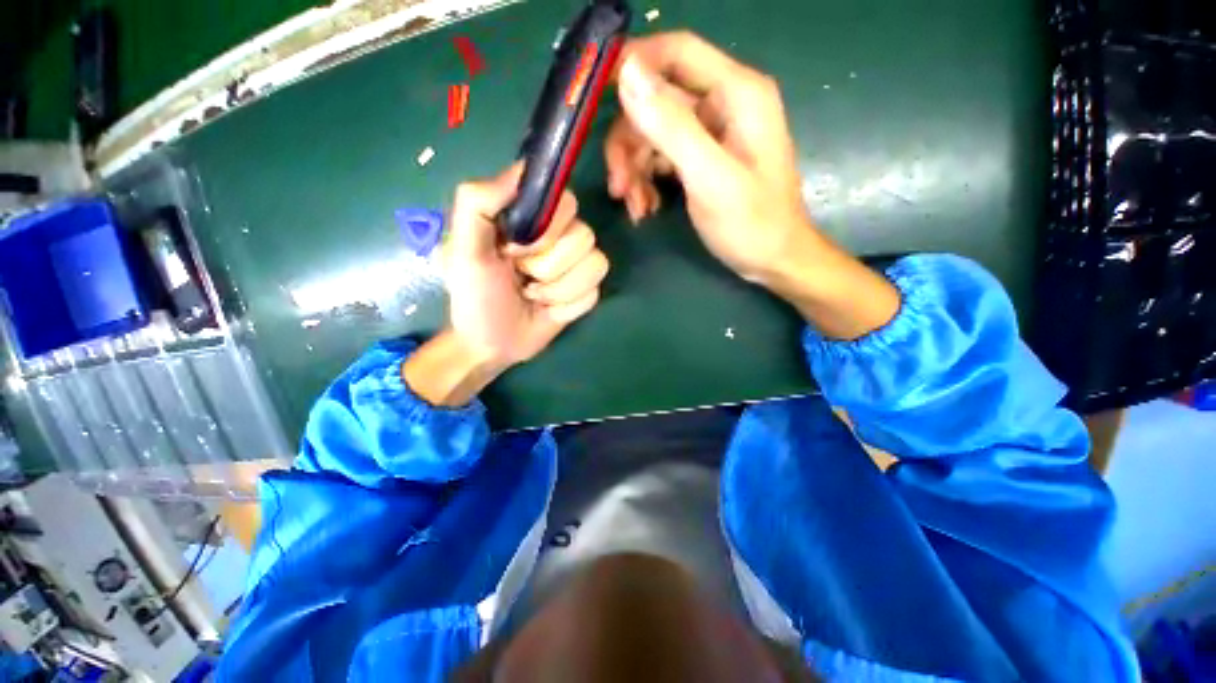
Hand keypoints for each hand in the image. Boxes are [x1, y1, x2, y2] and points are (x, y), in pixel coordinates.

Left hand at [405, 165, 608, 405]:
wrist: (492, 345)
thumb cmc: (475, 297)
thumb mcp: (463, 250)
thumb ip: (477, 203)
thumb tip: (522, 168)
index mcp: (531, 218)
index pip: (565, 202)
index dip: (545, 230)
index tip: (515, 250)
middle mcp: (559, 236)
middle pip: (585, 235)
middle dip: (548, 265)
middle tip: (522, 277)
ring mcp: (576, 266)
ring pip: (595, 265)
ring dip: (558, 290)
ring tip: (533, 296)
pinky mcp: (586, 292)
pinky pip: (593, 293)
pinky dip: (568, 306)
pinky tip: (548, 311)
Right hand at [605, 31, 814, 282]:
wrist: (772, 260)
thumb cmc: (751, 223)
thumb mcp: (710, 178)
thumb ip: (672, 128)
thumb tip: (628, 76)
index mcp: (736, 93)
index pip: (676, 52)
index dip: (634, 65)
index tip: (594, 96)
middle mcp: (722, 104)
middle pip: (656, 100)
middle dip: (629, 143)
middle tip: (617, 186)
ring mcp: (711, 133)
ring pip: (653, 133)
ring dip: (634, 169)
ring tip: (633, 207)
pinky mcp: (701, 158)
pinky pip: (661, 157)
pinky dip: (647, 181)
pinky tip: (645, 207)